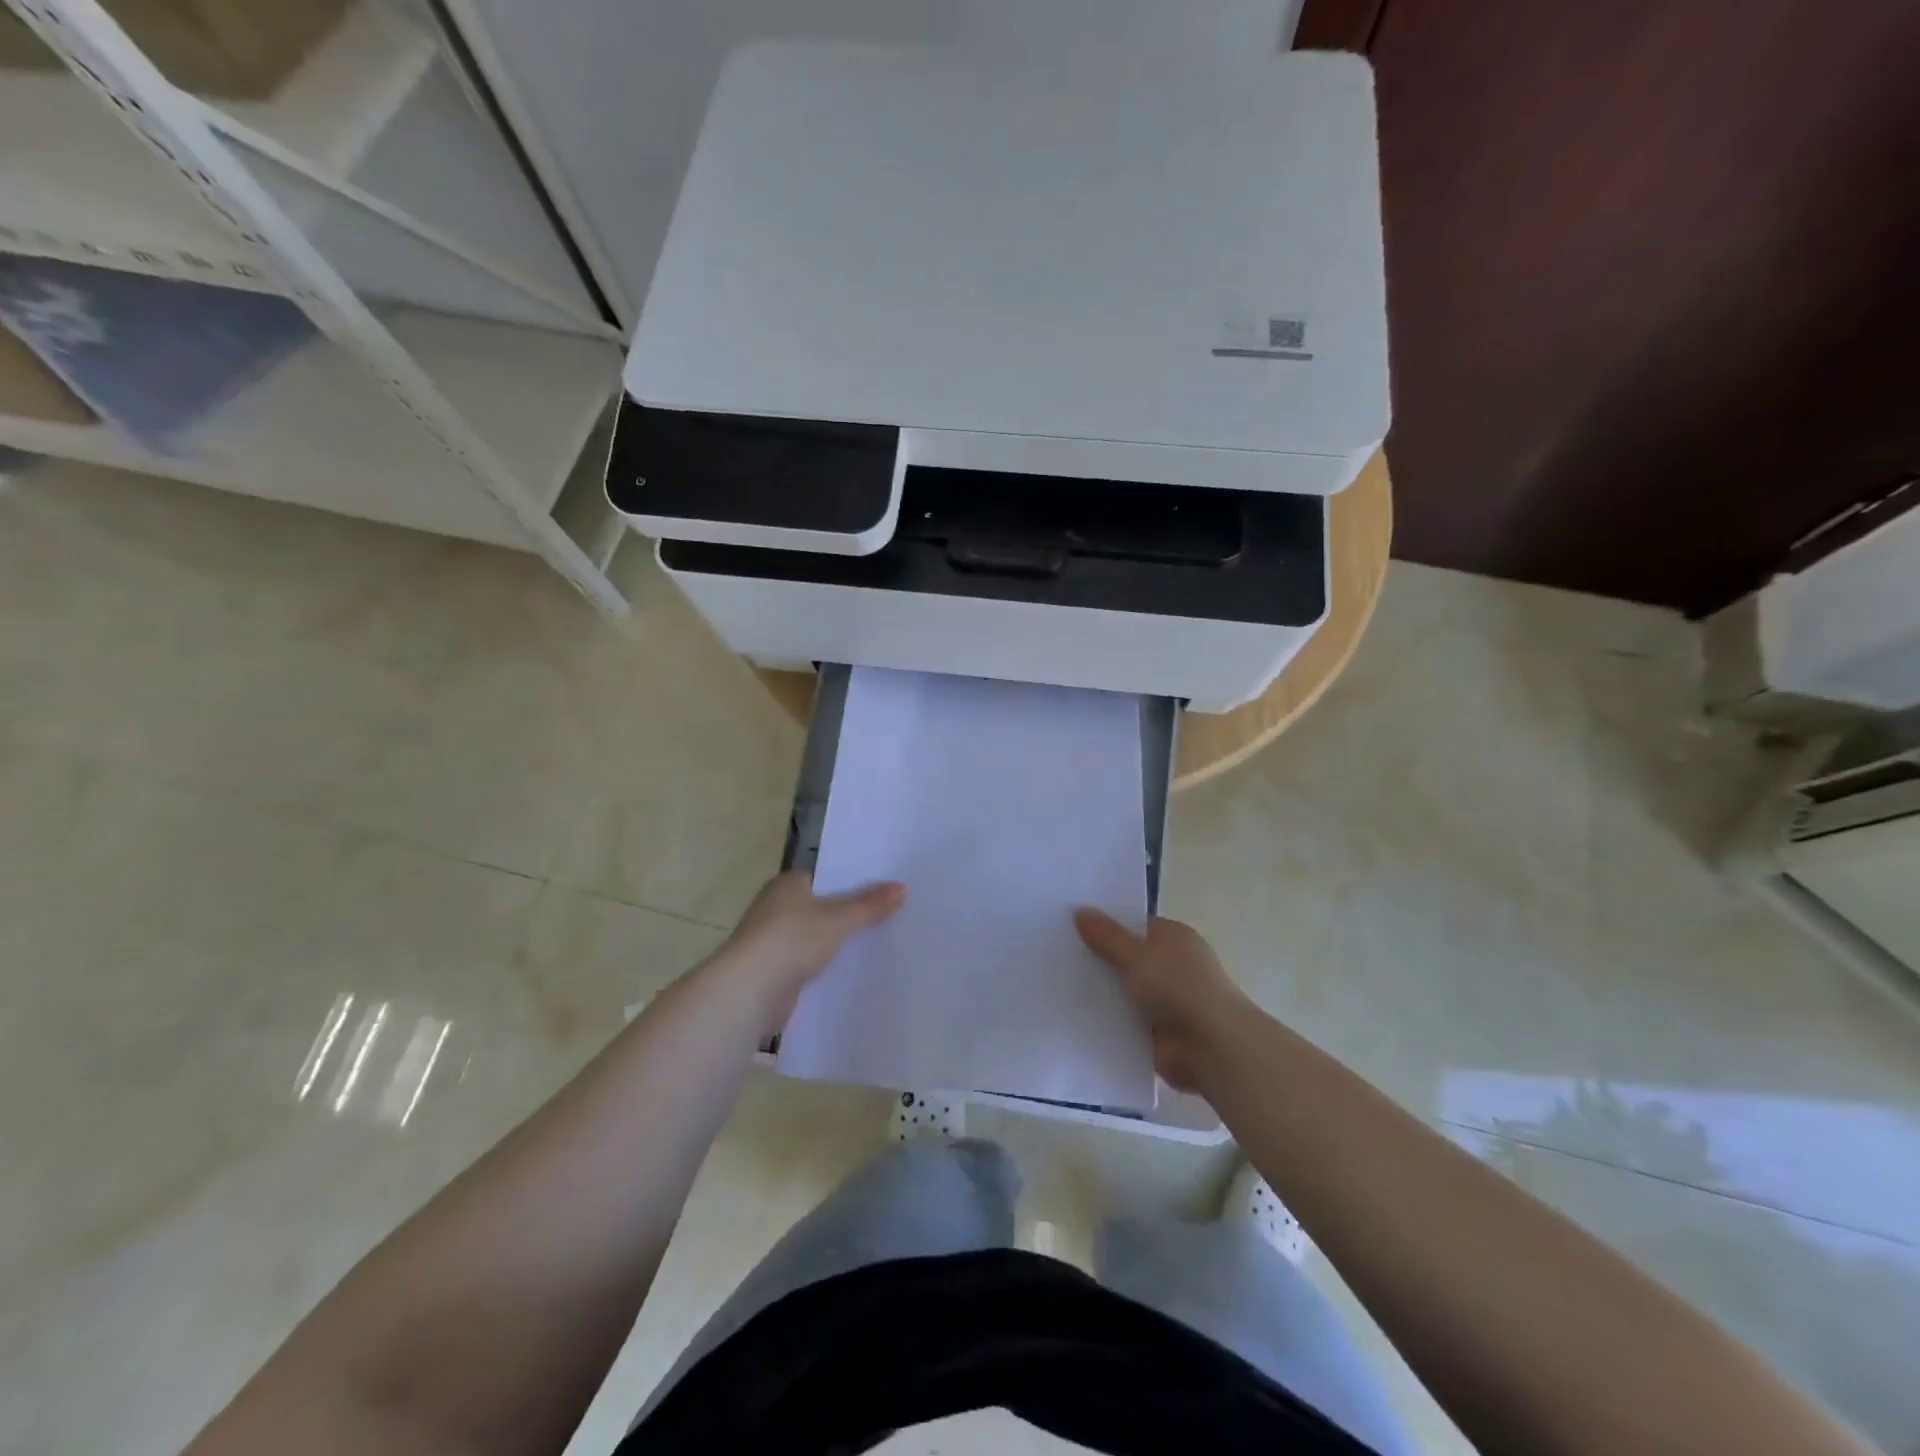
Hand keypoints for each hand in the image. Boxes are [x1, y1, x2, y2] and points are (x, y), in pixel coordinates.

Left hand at [707, 871, 905, 1035]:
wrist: (749, 991)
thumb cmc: (790, 940)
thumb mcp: (838, 919)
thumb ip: (869, 905)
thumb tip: (901, 887)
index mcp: (787, 885)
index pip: (826, 876)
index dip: (853, 882)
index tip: (883, 889)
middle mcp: (777, 908)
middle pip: (823, 907)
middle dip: (850, 914)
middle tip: (890, 916)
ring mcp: (773, 941)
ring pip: (817, 937)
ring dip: (838, 943)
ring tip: (879, 944)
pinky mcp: (775, 971)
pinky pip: (810, 963)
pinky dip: (828, 967)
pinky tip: (854, 971)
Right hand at [1074, 909, 1253, 1092]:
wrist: (1212, 1046)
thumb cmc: (1178, 987)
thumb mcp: (1136, 955)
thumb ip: (1107, 936)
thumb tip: (1081, 911)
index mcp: (1173, 937)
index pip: (1134, 924)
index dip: (1105, 924)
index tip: (1071, 926)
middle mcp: (1172, 964)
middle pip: (1128, 957)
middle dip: (1099, 959)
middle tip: (1057, 955)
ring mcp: (1167, 999)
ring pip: (1125, 990)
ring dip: (1103, 992)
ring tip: (1058, 984)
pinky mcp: (1159, 1031)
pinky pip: (1126, 1019)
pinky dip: (1110, 1020)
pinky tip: (1076, 1016)